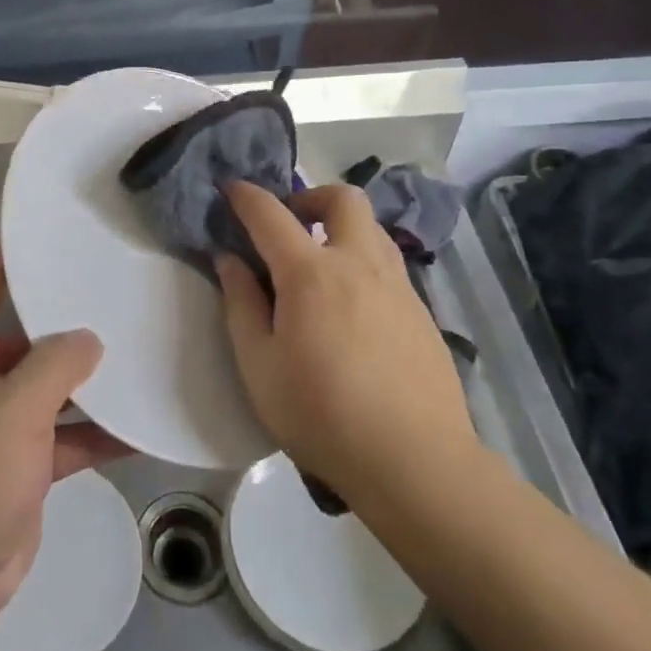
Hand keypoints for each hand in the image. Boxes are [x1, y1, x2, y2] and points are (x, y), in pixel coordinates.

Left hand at [0, 247, 129, 634]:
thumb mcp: (14, 410)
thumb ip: (56, 365)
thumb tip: (90, 338)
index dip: (7, 260)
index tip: (51, 238)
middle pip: (25, 336)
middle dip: (66, 322)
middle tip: (118, 293)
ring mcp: (3, 424)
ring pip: (51, 387)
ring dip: (88, 380)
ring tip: (139, 351)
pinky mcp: (25, 464)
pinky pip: (65, 434)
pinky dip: (96, 432)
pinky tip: (139, 425)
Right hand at [216, 183, 480, 503]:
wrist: (415, 461)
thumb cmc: (321, 415)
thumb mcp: (258, 366)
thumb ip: (240, 304)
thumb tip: (229, 259)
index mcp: (311, 274)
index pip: (271, 214)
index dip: (246, 196)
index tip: (231, 188)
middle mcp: (358, 264)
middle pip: (343, 198)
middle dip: (311, 196)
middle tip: (289, 226)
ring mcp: (398, 285)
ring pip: (372, 228)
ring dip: (341, 227)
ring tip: (319, 264)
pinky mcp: (421, 311)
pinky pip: (388, 264)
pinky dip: (362, 262)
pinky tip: (351, 307)